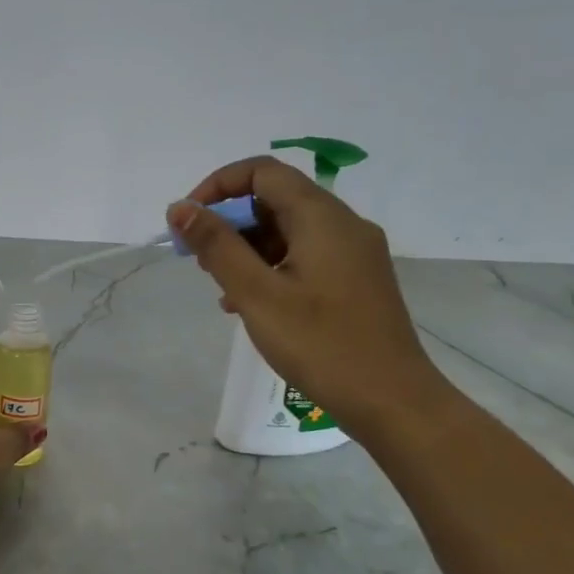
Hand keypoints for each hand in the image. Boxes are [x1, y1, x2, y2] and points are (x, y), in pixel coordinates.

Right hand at [168, 157, 454, 439]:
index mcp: (322, 217)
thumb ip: (217, 246)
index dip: (219, 186)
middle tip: (199, 259)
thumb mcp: (257, 294)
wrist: (392, 402)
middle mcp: (343, 225)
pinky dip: (271, 267)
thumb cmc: (320, 344)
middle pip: (276, 199)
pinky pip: (304, 256)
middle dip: (230, 221)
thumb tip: (180, 208)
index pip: (263, 172)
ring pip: (289, 230)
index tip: (189, 221)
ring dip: (247, 248)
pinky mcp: (355, 280)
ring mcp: (354, 253)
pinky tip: (250, 304)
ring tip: (221, 287)